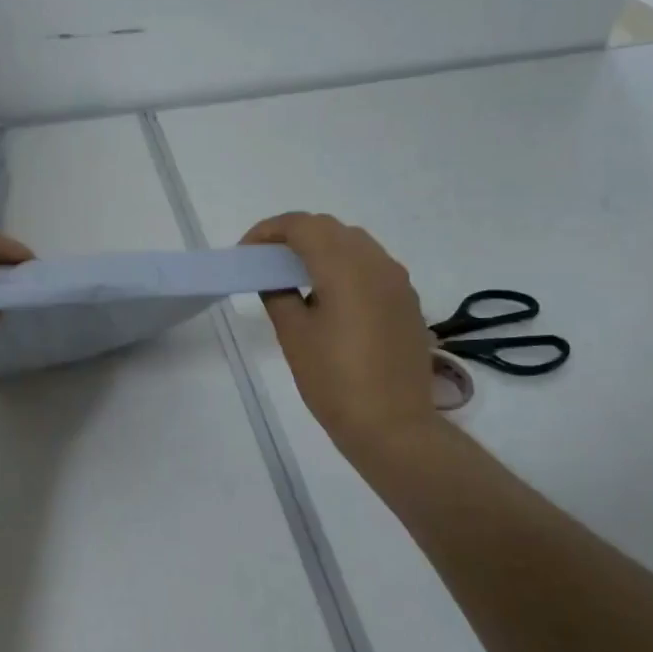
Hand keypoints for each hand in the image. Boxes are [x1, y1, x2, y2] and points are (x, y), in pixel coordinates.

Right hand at [241, 213, 439, 455]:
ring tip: (294, 275)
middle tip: (265, 260)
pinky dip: (344, 267)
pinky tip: (327, 296)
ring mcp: (397, 282)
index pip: (302, 226)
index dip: (269, 231)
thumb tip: (274, 279)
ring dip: (322, 248)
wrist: (393, 425)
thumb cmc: (334, 380)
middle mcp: (376, 263)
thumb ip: (278, 295)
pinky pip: (372, 267)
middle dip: (294, 235)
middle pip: (330, 229)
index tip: (246, 251)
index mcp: (344, 267)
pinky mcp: (407, 302)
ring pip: (355, 244)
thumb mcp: (293, 336)